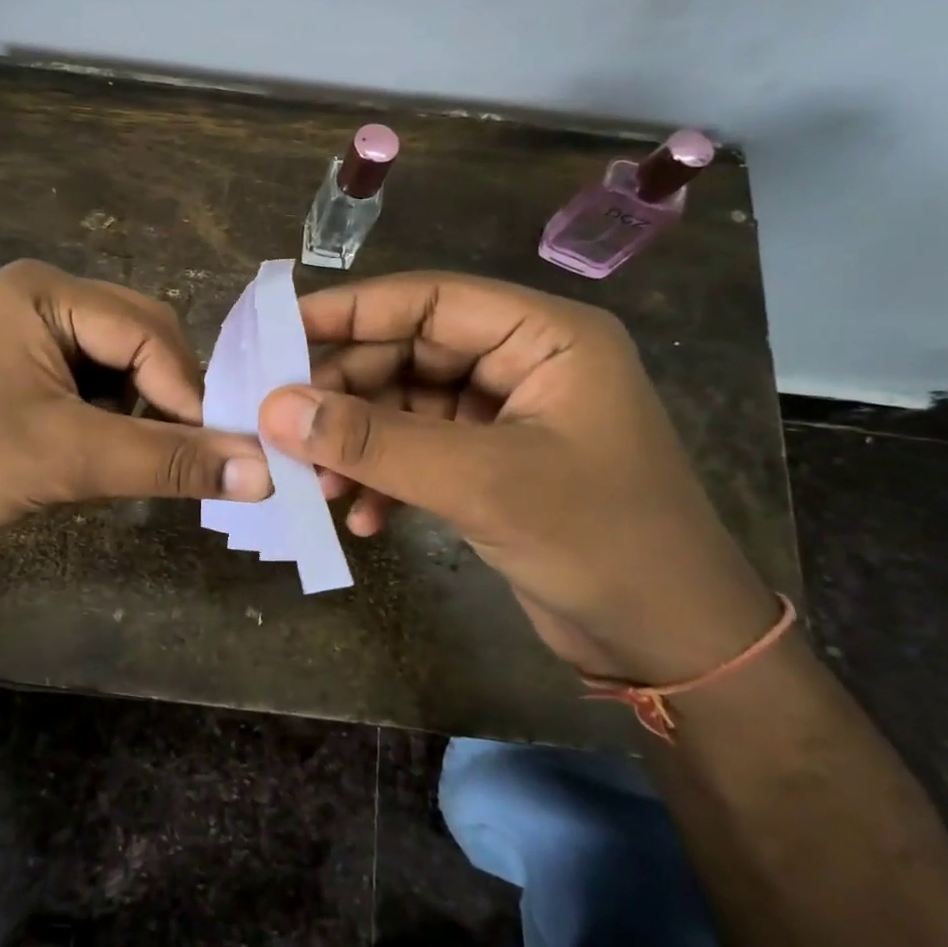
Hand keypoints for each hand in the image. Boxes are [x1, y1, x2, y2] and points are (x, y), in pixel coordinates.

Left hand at [0, 261, 271, 552]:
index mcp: (48, 290)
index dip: (188, 391)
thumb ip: (170, 461)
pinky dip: (117, 412)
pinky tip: (106, 445)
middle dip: (168, 396)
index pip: (149, 331)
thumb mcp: (71, 459)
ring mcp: (34, 325)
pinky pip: (99, 375)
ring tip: (141, 453)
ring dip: (144, 406)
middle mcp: (45, 293)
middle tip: (185, 451)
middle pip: (142, 337)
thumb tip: (266, 475)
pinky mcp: (30, 359)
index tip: (217, 450)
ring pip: (126, 359)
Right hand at [256, 272, 775, 682]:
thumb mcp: (481, 484)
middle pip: (408, 352)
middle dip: (347, 394)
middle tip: (287, 427)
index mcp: (543, 336)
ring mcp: (505, 414)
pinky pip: (418, 450)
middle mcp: (522, 362)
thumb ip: (375, 441)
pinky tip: (363, 517)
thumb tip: (276, 408)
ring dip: (359, 443)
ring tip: (319, 485)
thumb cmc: (600, 542)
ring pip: (405, 405)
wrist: (671, 647)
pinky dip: (385, 477)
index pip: (428, 299)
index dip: (350, 310)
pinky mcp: (490, 462)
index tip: (279, 331)